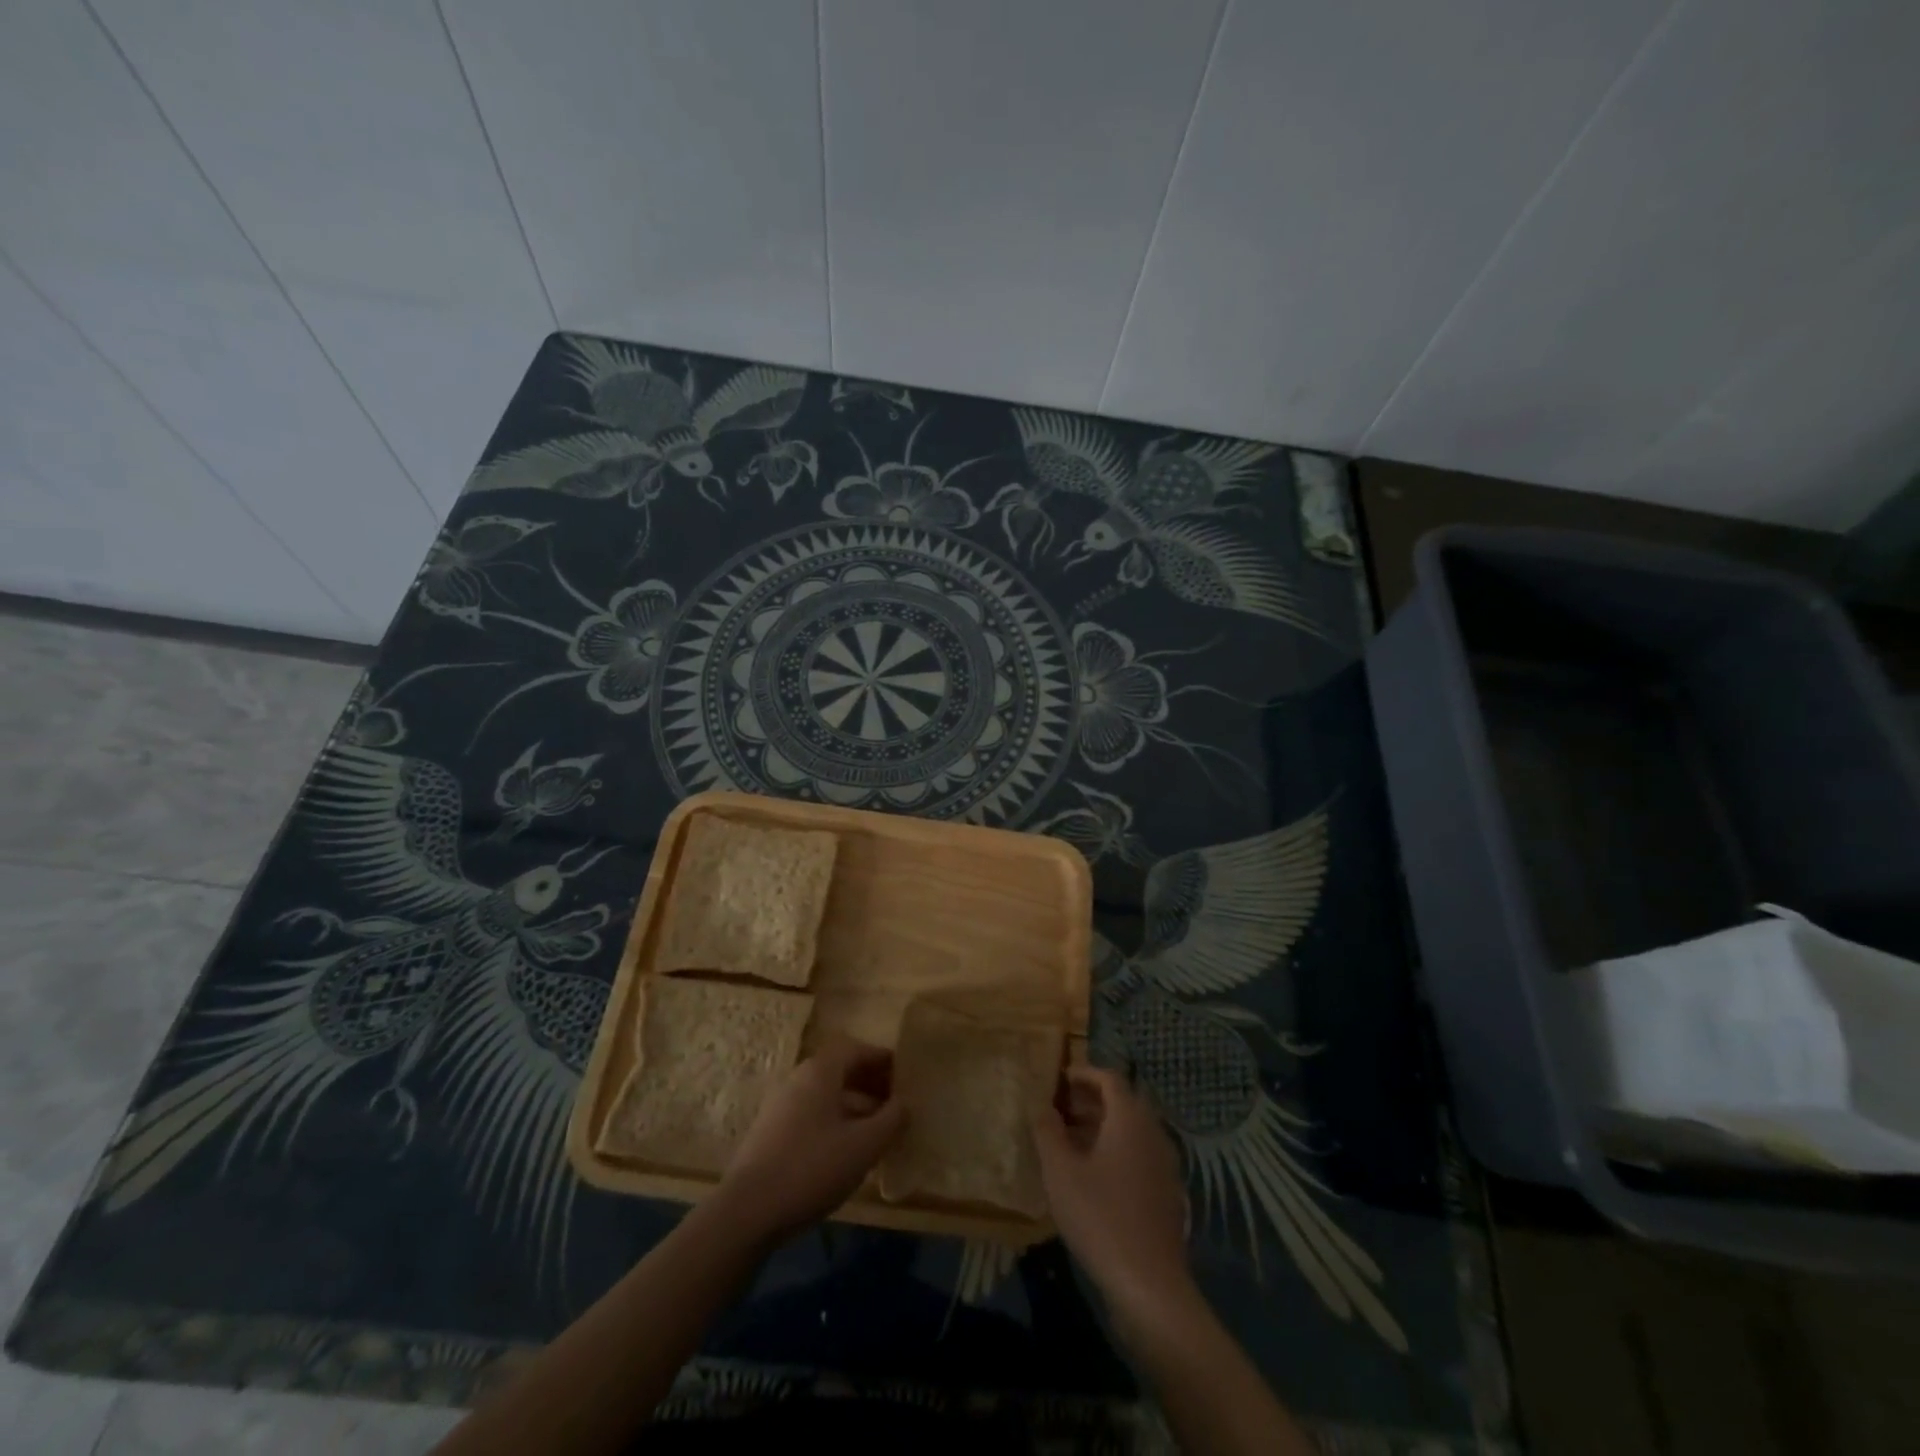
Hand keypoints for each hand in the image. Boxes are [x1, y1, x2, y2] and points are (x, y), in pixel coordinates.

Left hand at [714, 1035, 906, 1242]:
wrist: (747, 1212)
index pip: (856, 1049)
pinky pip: (812, 1116)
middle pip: (841, 1071)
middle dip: (871, 1085)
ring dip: (855, 1108)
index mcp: (820, 1072)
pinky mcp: (771, 1134)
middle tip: (897, 1106)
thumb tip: (906, 1103)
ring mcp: (781, 1106)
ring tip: (879, 1133)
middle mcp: (798, 1079)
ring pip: (827, 1097)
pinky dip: (835, 1124)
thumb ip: (891, 1120)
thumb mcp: (864, 1146)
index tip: (905, 1075)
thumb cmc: (812, 1168)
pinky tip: (848, 1153)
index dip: (882, 1059)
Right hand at [1031, 1066, 1190, 1312]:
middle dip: (1091, 1100)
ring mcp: (1165, 1164)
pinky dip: (1116, 1151)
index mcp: (1130, 1119)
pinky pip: (1139, 1155)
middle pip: (1123, 1102)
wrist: (1150, 1285)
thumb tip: (1041, 1105)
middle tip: (1060, 1108)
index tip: (1059, 1079)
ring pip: (1132, 1130)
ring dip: (1102, 1126)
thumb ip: (1048, 1132)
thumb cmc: (1100, 1217)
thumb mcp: (1061, 1172)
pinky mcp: (1167, 1193)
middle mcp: (1153, 1133)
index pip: (1110, 1078)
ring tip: (1069, 1140)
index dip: (1084, 1073)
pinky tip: (1093, 1174)